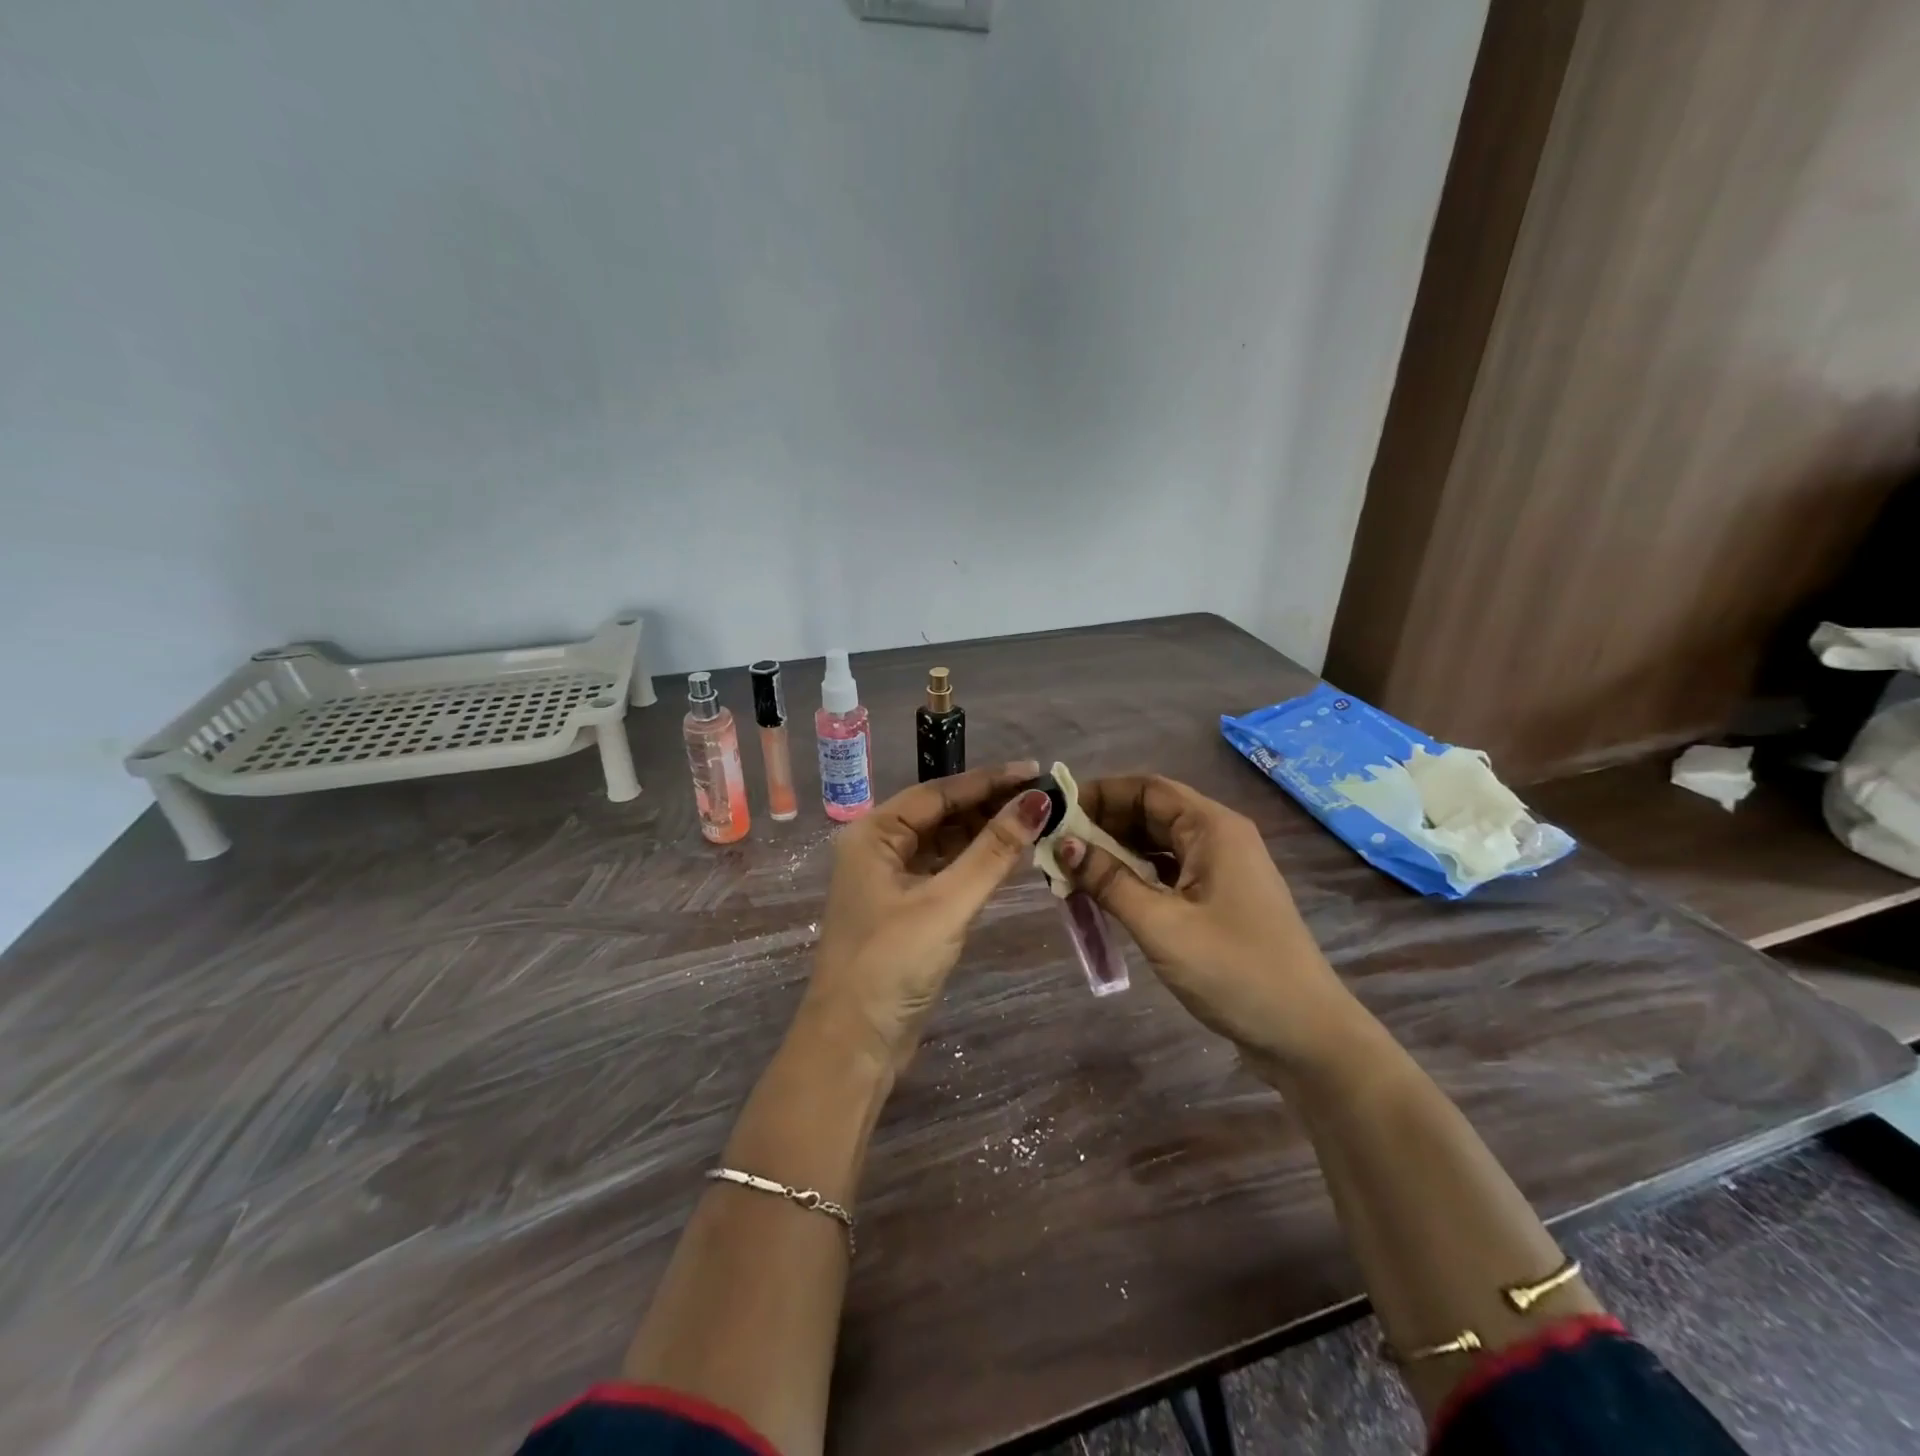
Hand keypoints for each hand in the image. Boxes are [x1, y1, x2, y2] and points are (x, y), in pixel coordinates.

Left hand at [805, 761, 1052, 1071]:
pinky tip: (1009, 859)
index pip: (937, 793)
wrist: (853, 1044)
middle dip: (990, 807)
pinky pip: (945, 873)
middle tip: (1043, 799)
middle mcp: (878, 849)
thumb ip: (993, 852)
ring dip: (985, 835)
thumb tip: (1037, 802)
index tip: (1035, 771)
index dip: (988, 781)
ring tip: (1035, 823)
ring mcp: (890, 881)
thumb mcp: (946, 903)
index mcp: (873, 834)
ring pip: (945, 845)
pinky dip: (975, 865)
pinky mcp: (905, 911)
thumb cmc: (892, 964)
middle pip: (941, 816)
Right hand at [1055, 774, 1357, 1067]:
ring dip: (1116, 853)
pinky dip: (1136, 877)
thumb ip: (1109, 881)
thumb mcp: (1161, 925)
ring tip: (1071, 870)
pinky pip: (1169, 873)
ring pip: (1158, 844)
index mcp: (1213, 828)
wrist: (1306, 1036)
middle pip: (1152, 813)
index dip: (1100, 793)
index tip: (1057, 811)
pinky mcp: (1220, 900)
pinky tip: (1106, 894)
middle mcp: (1219, 838)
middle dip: (1103, 824)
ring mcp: (1222, 870)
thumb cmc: (1235, 972)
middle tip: (1055, 845)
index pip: (1147, 788)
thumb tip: (1063, 844)